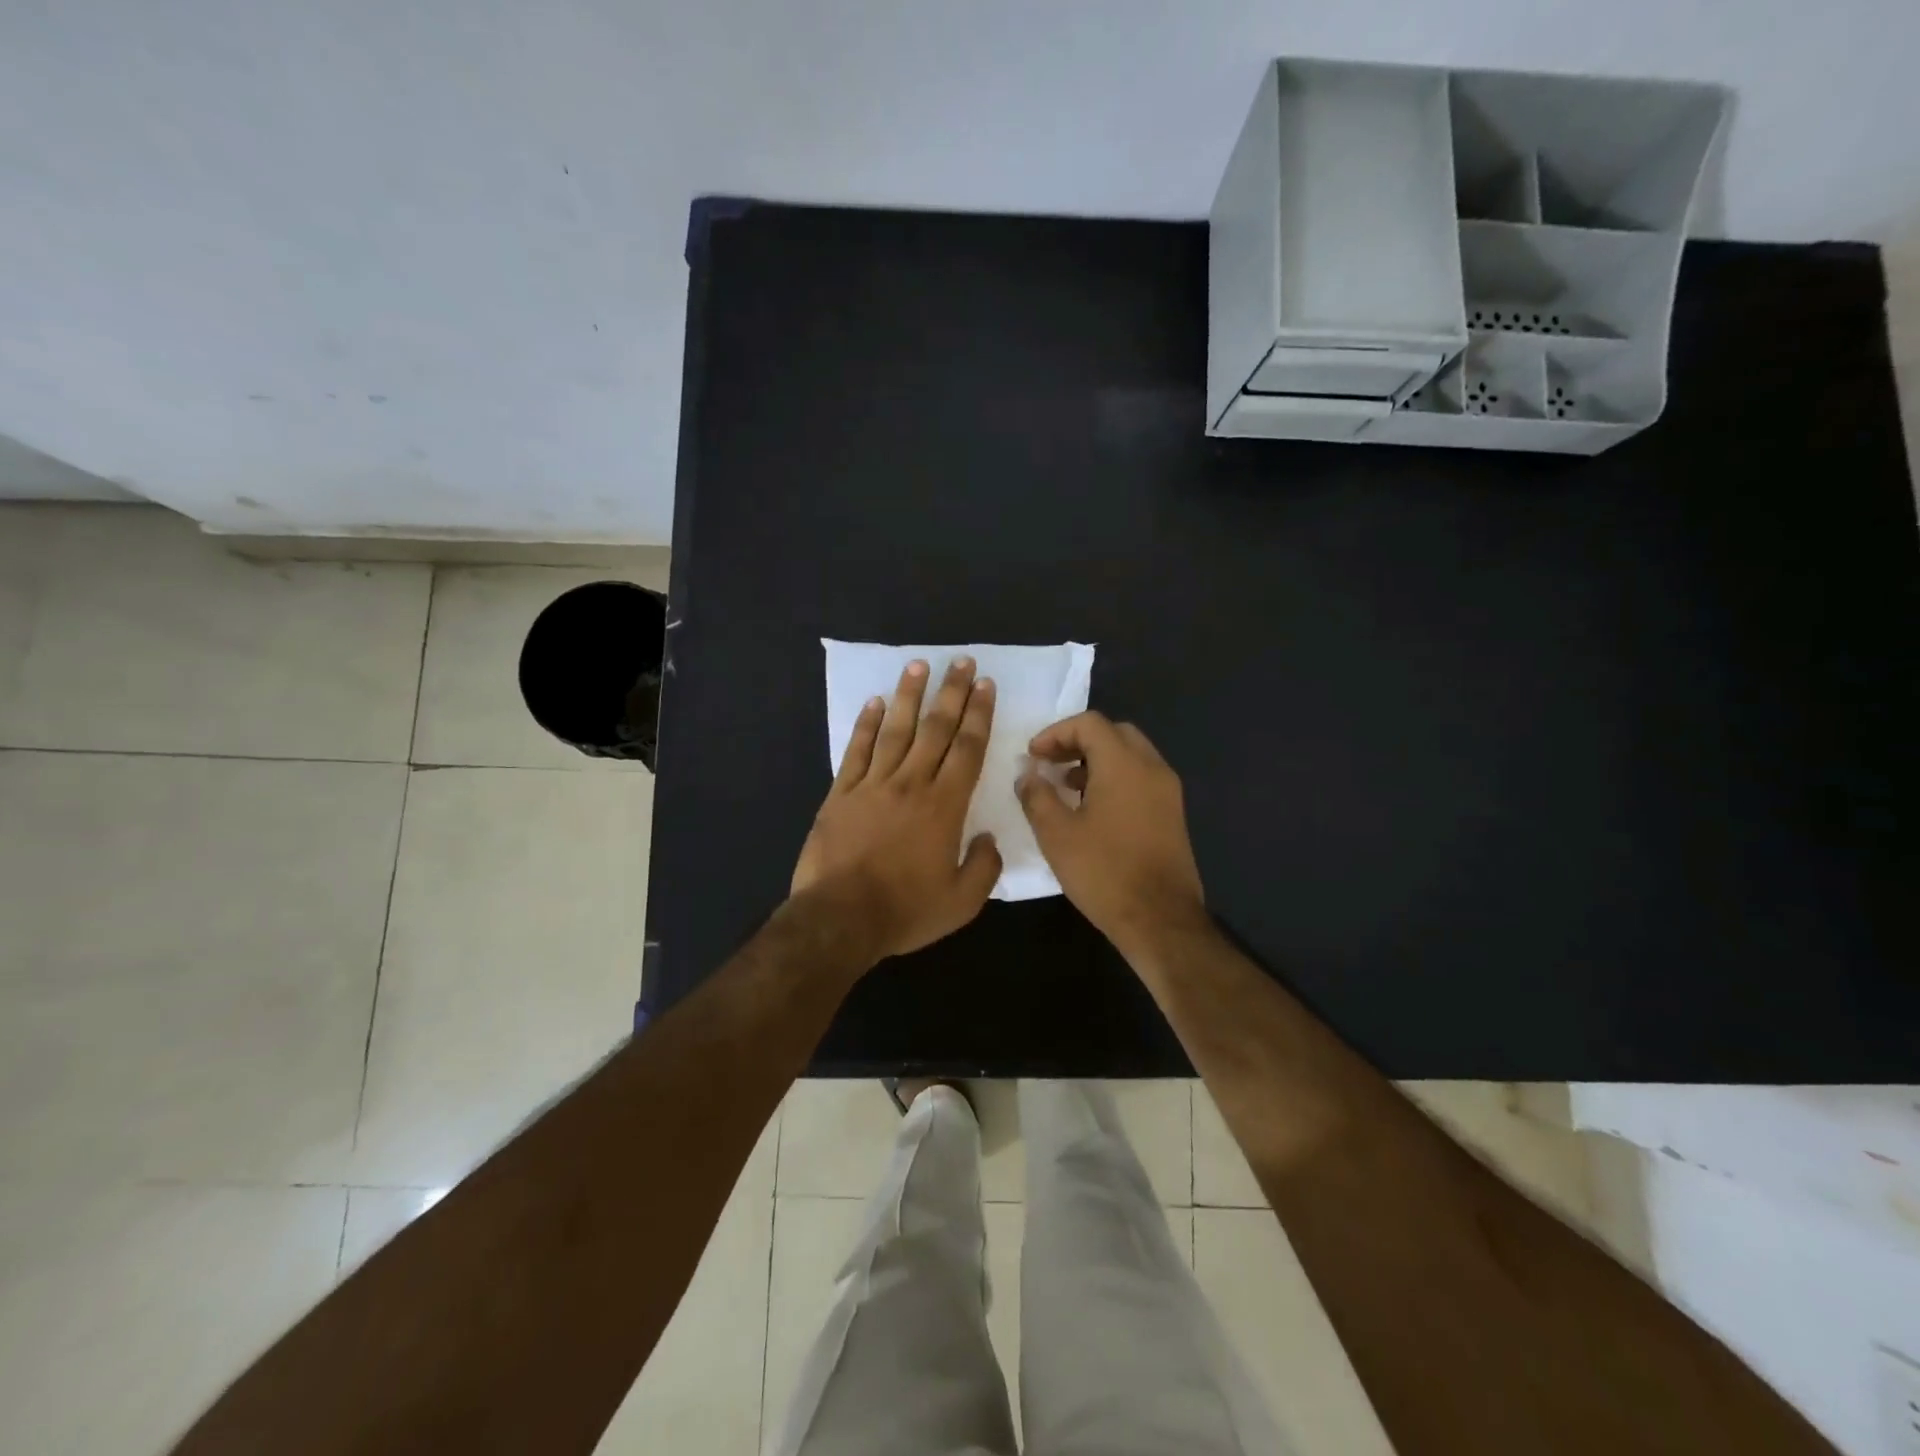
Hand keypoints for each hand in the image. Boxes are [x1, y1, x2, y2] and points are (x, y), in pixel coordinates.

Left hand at [791, 657, 1002, 963]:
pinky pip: (857, 750)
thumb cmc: (905, 911)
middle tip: (963, 662)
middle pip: (936, 729)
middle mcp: (911, 784)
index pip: (967, 749)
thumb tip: (988, 839)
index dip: (979, 715)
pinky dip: (866, 725)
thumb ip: (983, 867)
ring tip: (919, 665)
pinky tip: (875, 702)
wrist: (840, 918)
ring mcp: (873, 785)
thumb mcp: (961, 902)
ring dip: (909, 695)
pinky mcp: (841, 794)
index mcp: (944, 806)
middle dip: (952, 693)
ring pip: (896, 730)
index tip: (986, 686)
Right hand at [1017, 712, 1206, 959]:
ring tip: (1066, 786)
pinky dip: (1115, 778)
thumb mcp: (1057, 834)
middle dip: (1078, 742)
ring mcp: (1168, 791)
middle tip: (1049, 763)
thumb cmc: (1104, 872)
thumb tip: (1027, 774)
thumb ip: (1037, 796)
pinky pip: (1141, 778)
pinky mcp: (1173, 814)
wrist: (1160, 920)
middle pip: (1114, 733)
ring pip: (1130, 755)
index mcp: (1124, 764)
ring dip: (1096, 760)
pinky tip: (1093, 809)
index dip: (1055, 732)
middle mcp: (1152, 768)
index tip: (1032, 756)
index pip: (1089, 723)